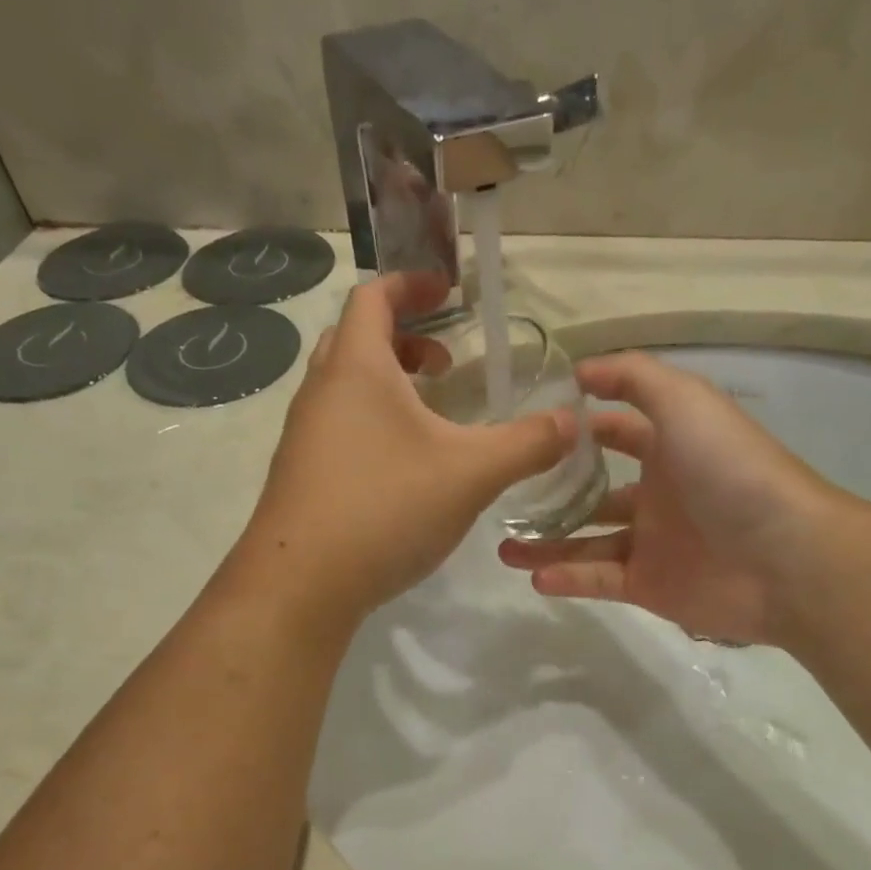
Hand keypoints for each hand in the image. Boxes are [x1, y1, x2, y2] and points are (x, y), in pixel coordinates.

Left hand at [233, 274, 573, 627]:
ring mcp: (303, 436)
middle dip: (403, 339)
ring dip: (387, 387)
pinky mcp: (300, 476)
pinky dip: (371, 426)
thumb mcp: (470, 473)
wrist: (300, 585)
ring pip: (345, 389)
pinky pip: (337, 429)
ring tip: (430, 418)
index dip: (411, 284)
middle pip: (356, 340)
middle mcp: (320, 392)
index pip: (373, 296)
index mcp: (356, 367)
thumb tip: (571, 422)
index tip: (449, 290)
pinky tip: (402, 471)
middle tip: (443, 364)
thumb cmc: (385, 507)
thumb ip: (527, 444)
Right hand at [498, 351, 842, 649]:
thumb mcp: (685, 401)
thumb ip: (635, 378)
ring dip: (547, 543)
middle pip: (594, 493)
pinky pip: (600, 580)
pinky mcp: (651, 587)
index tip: (530, 429)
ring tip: (504, 546)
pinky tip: (534, 577)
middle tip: (506, 494)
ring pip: (588, 541)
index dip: (579, 428)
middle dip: (553, 493)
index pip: (617, 432)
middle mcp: (659, 494)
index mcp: (670, 448)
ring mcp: (653, 544)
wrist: (783, 557)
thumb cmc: (730, 470)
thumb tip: (580, 370)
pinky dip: (567, 579)